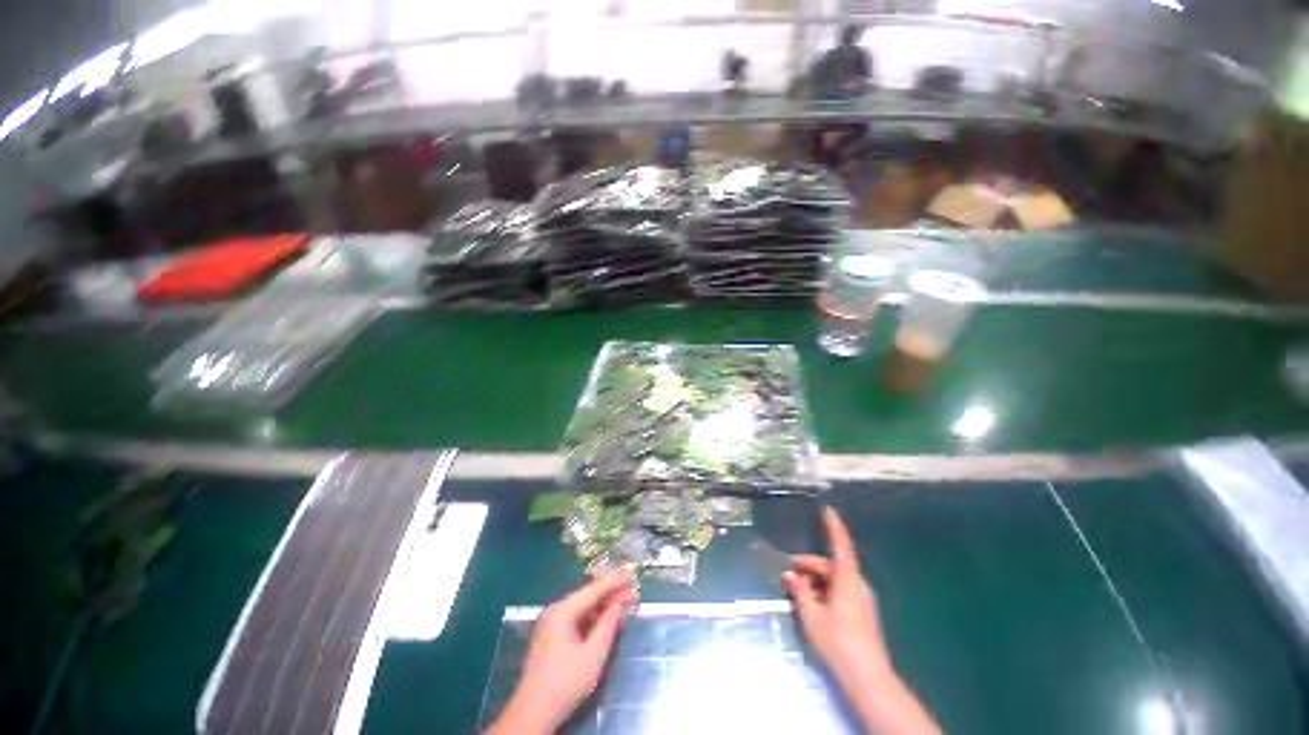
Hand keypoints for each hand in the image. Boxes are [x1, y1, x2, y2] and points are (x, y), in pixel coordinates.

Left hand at [487, 570, 638, 734]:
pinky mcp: (552, 638)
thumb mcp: (593, 654)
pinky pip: (577, 620)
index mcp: (562, 611)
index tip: (632, 574)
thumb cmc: (565, 683)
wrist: (533, 714)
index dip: (615, 582)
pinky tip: (607, 620)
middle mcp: (555, 612)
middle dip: (611, 594)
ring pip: (583, 609)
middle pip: (588, 597)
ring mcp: (552, 625)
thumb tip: (620, 603)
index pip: (593, 590)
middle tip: (634, 592)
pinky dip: (594, 619)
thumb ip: (608, 624)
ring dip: (604, 607)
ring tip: (625, 604)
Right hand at [782, 507, 939, 734]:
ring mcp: (862, 601)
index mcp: (848, 581)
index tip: (827, 509)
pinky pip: (840, 592)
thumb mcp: (812, 616)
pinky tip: (811, 606)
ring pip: (834, 580)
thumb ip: (800, 592)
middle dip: (809, 566)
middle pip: (831, 566)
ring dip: (815, 581)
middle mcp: (858, 586)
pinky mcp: (862, 614)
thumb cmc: (838, 643)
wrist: (868, 679)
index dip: (834, 527)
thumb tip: (789, 575)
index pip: (841, 546)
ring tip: (797, 595)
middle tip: (787, 576)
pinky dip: (824, 592)